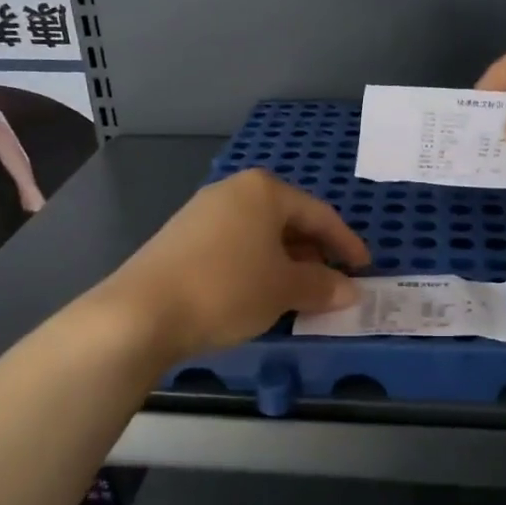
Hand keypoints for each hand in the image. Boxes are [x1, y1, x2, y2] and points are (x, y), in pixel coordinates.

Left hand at [101, 170, 367, 360]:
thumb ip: (322, 286)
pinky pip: (234, 246)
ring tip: (298, 294)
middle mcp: (233, 192)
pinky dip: (256, 267)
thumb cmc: (227, 289)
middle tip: (332, 284)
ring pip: (260, 235)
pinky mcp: (181, 238)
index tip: (364, 269)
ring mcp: (203, 213)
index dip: (346, 244)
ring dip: (285, 263)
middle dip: (314, 254)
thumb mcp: (284, 289)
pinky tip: (257, 294)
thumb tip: (350, 291)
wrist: (141, 312)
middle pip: (288, 221)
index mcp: (264, 191)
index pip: (319, 214)